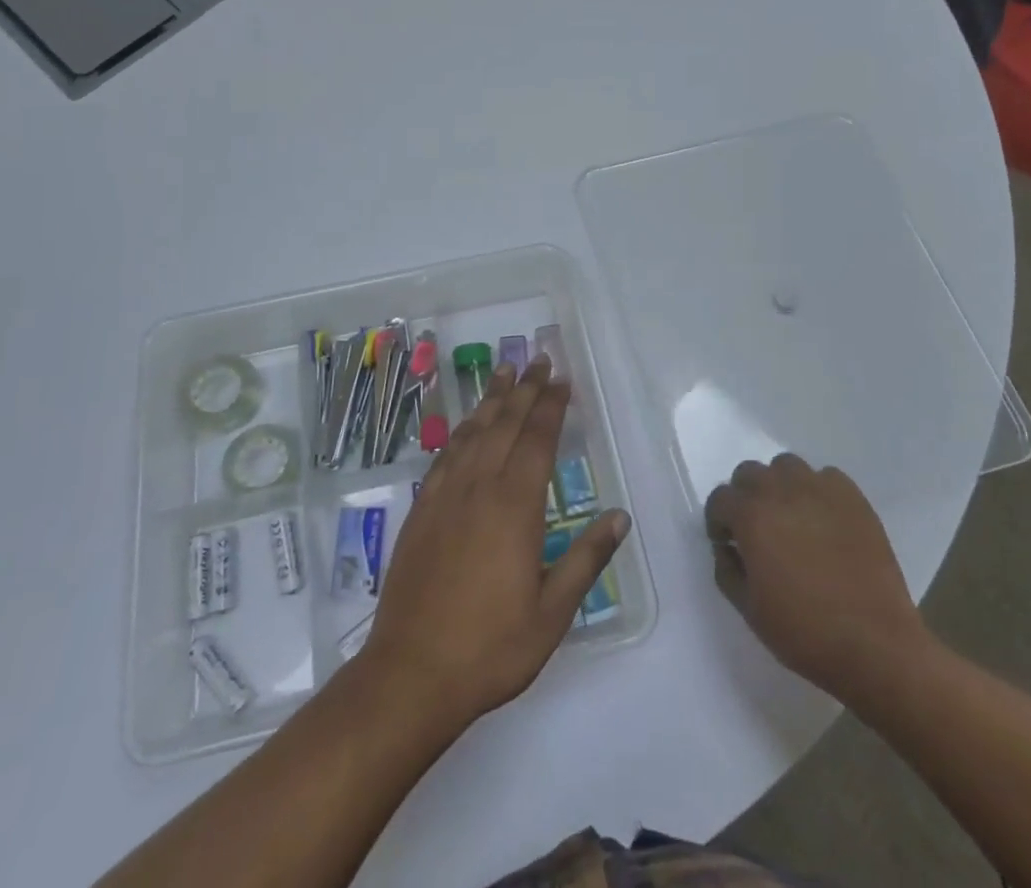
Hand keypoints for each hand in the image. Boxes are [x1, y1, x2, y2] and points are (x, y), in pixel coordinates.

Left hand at [361, 357, 629, 728]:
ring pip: (472, 433)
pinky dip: (460, 432)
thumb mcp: (552, 613)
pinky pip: (445, 456)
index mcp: (514, 507)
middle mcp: (479, 488)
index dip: (551, 407)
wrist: (411, 672)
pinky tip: (466, 426)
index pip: (537, 441)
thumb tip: (619, 517)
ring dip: (491, 400)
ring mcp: (445, 496)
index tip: (562, 380)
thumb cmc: (491, 647)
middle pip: (504, 424)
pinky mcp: (421, 510)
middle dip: (524, 390)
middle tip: (537, 359)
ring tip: (504, 372)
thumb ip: (586, 560)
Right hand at [705, 454, 931, 713]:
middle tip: (757, 529)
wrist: (876, 647)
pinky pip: (826, 478)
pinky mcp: (853, 498)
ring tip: (791, 518)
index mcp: (751, 516)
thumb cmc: (805, 633)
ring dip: (780, 486)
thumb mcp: (749, 610)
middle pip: (749, 473)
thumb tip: (727, 548)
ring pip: (786, 466)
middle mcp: (781, 491)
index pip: (720, 498)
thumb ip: (727, 570)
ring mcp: (820, 489)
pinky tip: (824, 520)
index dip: (719, 521)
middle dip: (745, 497)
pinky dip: (817, 491)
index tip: (729, 543)